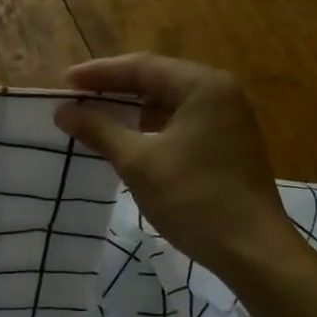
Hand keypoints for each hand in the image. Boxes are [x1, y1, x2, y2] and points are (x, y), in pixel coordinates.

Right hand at [54, 54, 294, 276]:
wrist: (252, 250)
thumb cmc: (194, 199)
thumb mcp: (139, 162)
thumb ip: (100, 130)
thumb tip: (63, 111)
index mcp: (202, 86)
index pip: (142, 66)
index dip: (99, 73)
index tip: (64, 82)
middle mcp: (219, 93)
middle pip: (157, 80)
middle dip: (114, 89)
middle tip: (75, 97)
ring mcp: (227, 119)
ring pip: (168, 103)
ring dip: (132, 109)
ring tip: (94, 116)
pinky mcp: (227, 144)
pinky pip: (180, 123)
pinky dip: (151, 128)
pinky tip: (127, 140)